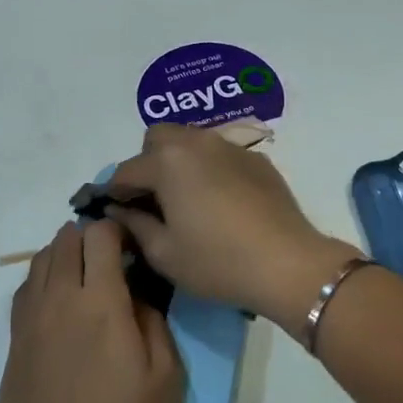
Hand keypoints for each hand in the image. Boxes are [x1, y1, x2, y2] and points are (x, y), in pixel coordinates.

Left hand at [0, 221, 184, 402]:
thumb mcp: (166, 378)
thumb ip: (153, 322)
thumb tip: (136, 294)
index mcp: (99, 302)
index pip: (99, 235)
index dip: (117, 230)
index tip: (132, 247)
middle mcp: (58, 300)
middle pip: (64, 240)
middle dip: (88, 237)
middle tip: (110, 260)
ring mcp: (30, 322)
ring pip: (39, 261)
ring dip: (62, 255)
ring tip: (83, 277)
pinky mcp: (13, 346)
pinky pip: (24, 293)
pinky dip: (42, 282)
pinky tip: (58, 306)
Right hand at [103, 124, 361, 337]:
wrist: (287, 264)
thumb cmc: (217, 261)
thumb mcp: (164, 253)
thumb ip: (134, 225)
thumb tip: (118, 211)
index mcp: (167, 161)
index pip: (126, 170)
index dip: (115, 193)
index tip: (116, 214)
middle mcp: (196, 142)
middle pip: (157, 139)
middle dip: (147, 164)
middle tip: (154, 200)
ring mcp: (229, 146)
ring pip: (190, 141)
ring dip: (178, 162)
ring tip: (187, 199)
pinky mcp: (256, 158)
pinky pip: (219, 154)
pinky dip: (209, 169)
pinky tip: (221, 202)